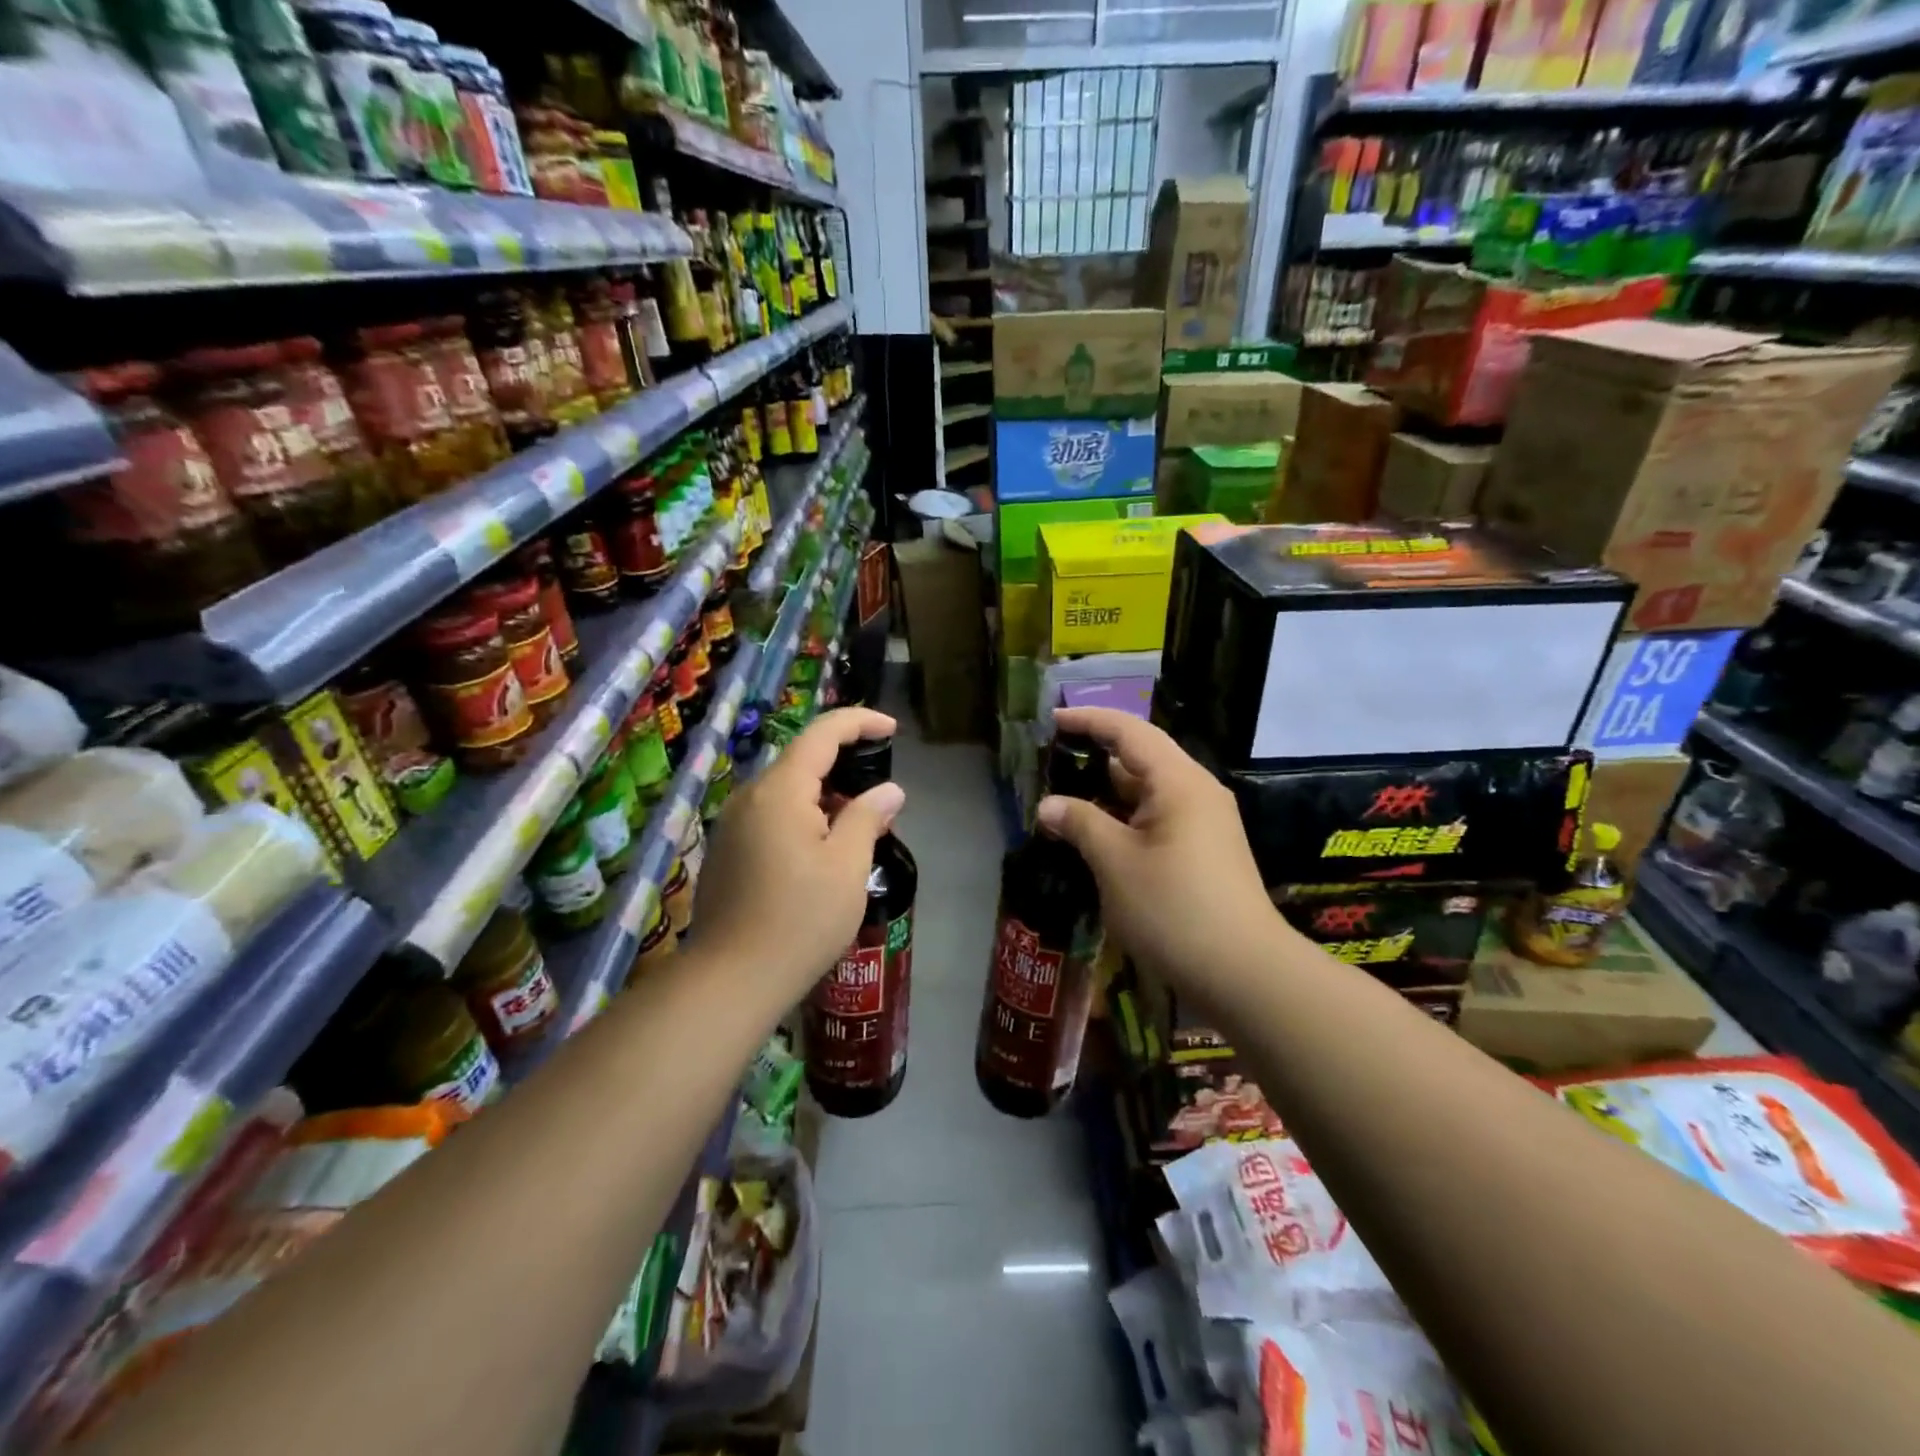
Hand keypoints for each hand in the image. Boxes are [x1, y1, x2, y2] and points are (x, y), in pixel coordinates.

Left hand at [688, 707, 904, 1005]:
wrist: (731, 980)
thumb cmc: (800, 920)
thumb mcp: (848, 866)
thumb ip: (868, 818)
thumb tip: (889, 791)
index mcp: (780, 791)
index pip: (822, 733)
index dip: (859, 722)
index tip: (893, 730)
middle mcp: (749, 797)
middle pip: (801, 760)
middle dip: (844, 764)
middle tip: (880, 791)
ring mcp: (732, 825)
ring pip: (786, 791)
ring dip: (824, 795)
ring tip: (858, 825)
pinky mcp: (727, 851)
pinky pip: (771, 815)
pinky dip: (803, 816)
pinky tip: (822, 850)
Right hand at [1038, 708, 1293, 1003]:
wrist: (1244, 975)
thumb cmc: (1174, 909)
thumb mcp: (1115, 863)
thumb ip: (1080, 824)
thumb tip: (1048, 805)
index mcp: (1179, 781)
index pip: (1128, 731)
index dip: (1088, 720)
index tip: (1050, 721)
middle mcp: (1196, 792)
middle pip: (1139, 758)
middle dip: (1093, 758)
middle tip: (1048, 765)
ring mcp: (1203, 824)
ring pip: (1147, 793)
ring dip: (1106, 794)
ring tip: (1062, 801)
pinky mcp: (1203, 852)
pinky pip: (1156, 820)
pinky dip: (1124, 820)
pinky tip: (1095, 837)